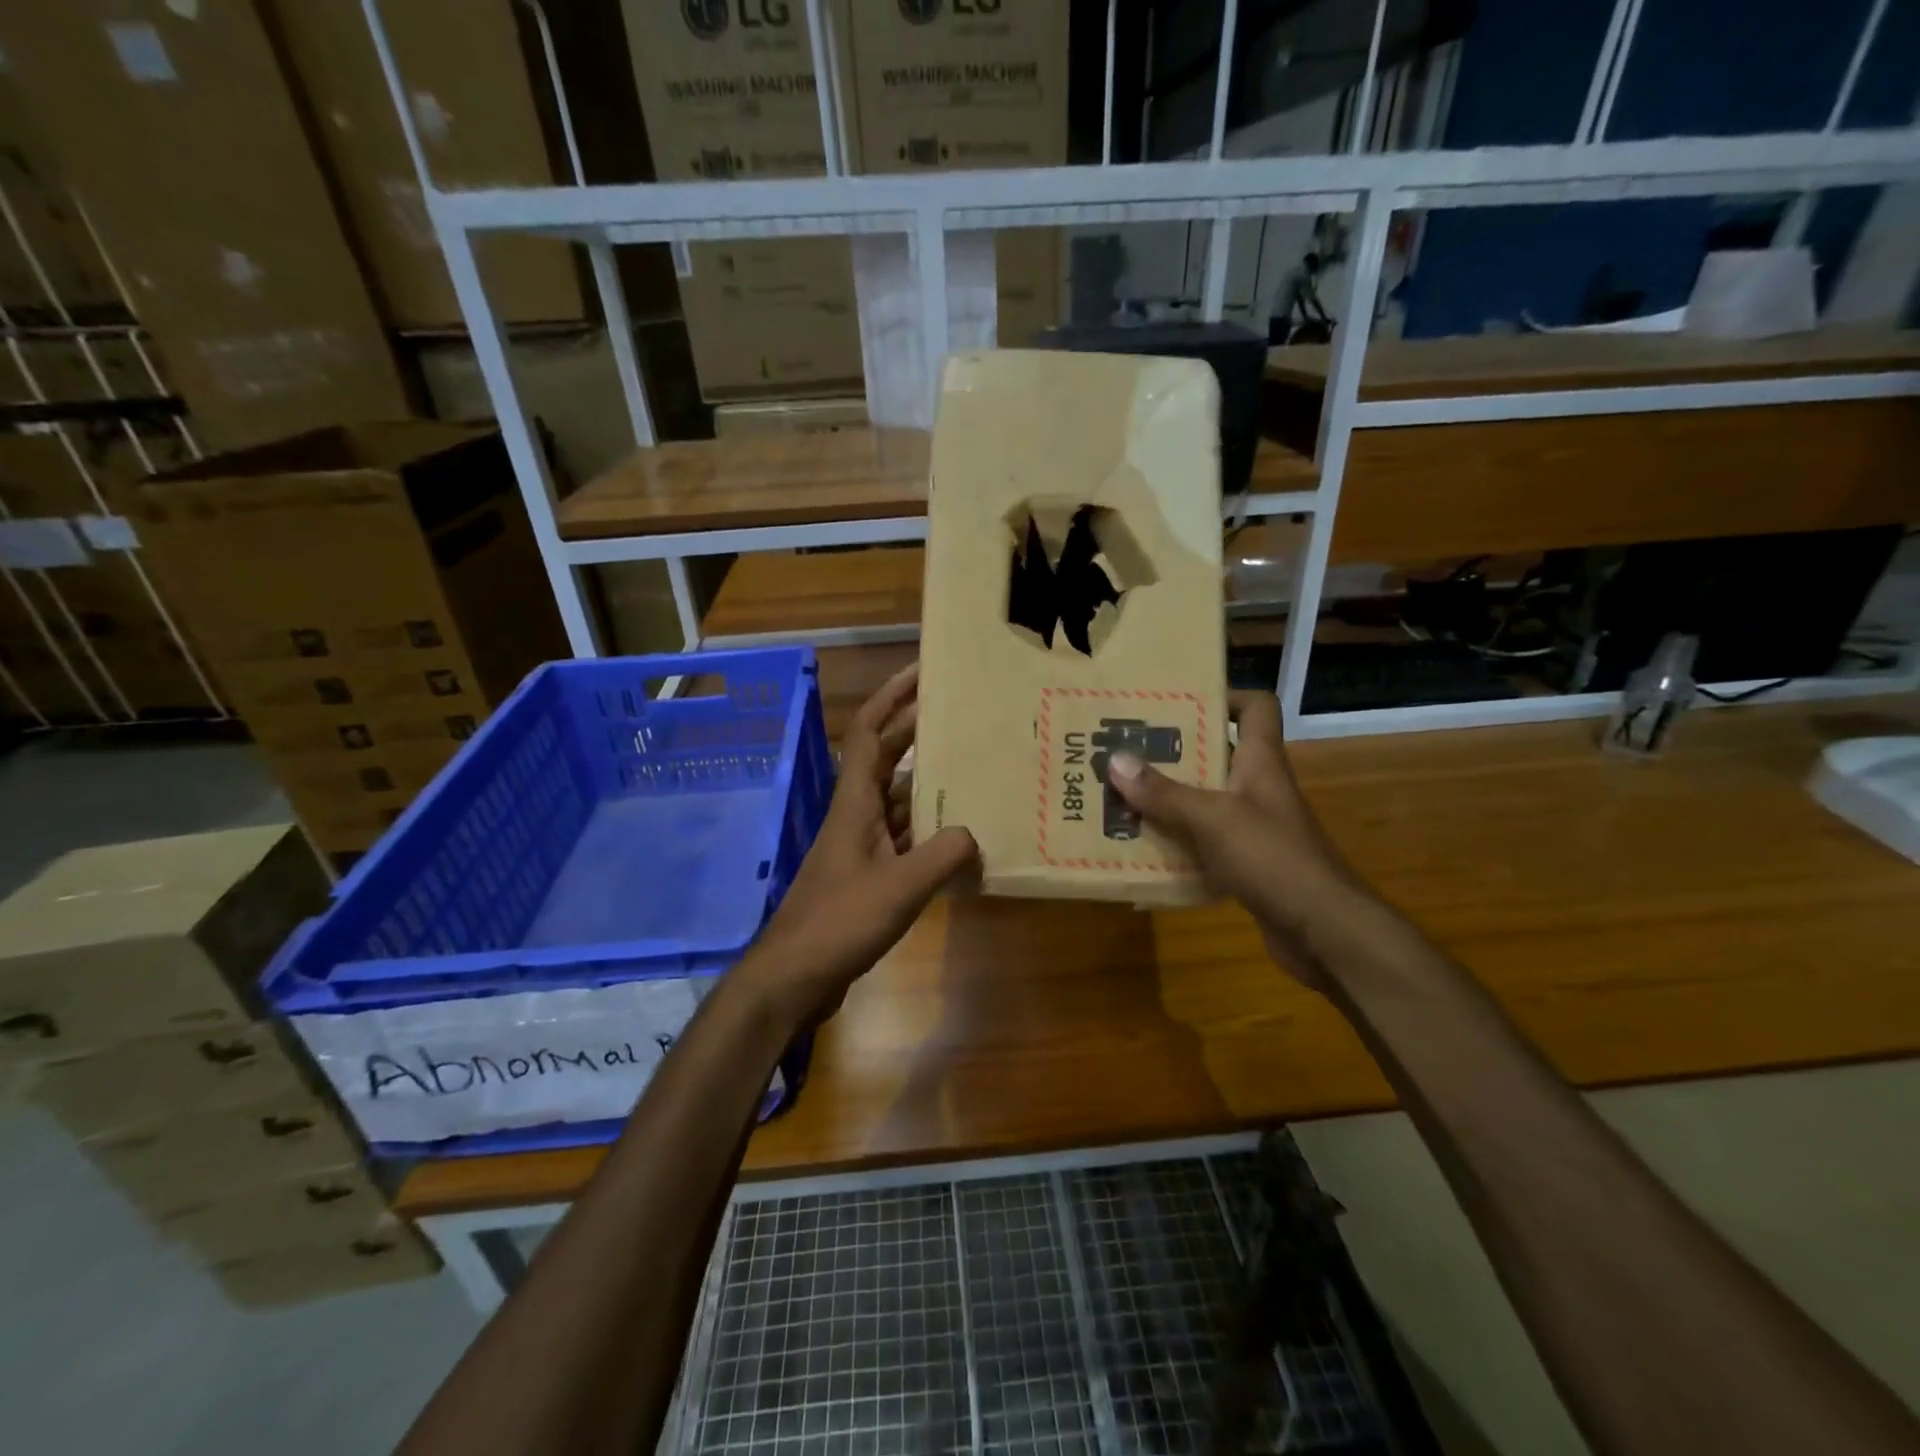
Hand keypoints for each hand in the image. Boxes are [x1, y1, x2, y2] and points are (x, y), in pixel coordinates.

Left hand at [744, 662, 977, 1024]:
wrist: (794, 976)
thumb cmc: (839, 922)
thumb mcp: (899, 887)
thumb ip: (943, 855)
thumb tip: (974, 835)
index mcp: (855, 802)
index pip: (870, 732)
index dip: (893, 696)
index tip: (924, 671)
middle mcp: (857, 815)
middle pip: (888, 759)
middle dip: (919, 732)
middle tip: (964, 715)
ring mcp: (861, 847)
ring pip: (899, 801)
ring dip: (930, 785)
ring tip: (975, 771)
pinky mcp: (868, 876)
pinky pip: (905, 839)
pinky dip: (930, 833)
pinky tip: (961, 839)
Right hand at [1106, 691, 1354, 984]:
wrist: (1323, 931)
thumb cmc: (1273, 858)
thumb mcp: (1212, 819)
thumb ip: (1164, 792)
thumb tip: (1115, 760)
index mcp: (1260, 762)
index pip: (1256, 708)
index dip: (1224, 696)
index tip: (1178, 700)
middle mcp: (1258, 789)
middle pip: (1217, 755)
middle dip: (1173, 752)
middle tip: (1127, 749)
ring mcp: (1254, 828)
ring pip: (1206, 801)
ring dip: (1169, 799)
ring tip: (1122, 795)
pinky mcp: (1247, 864)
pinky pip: (1204, 842)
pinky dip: (1177, 842)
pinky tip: (1144, 846)